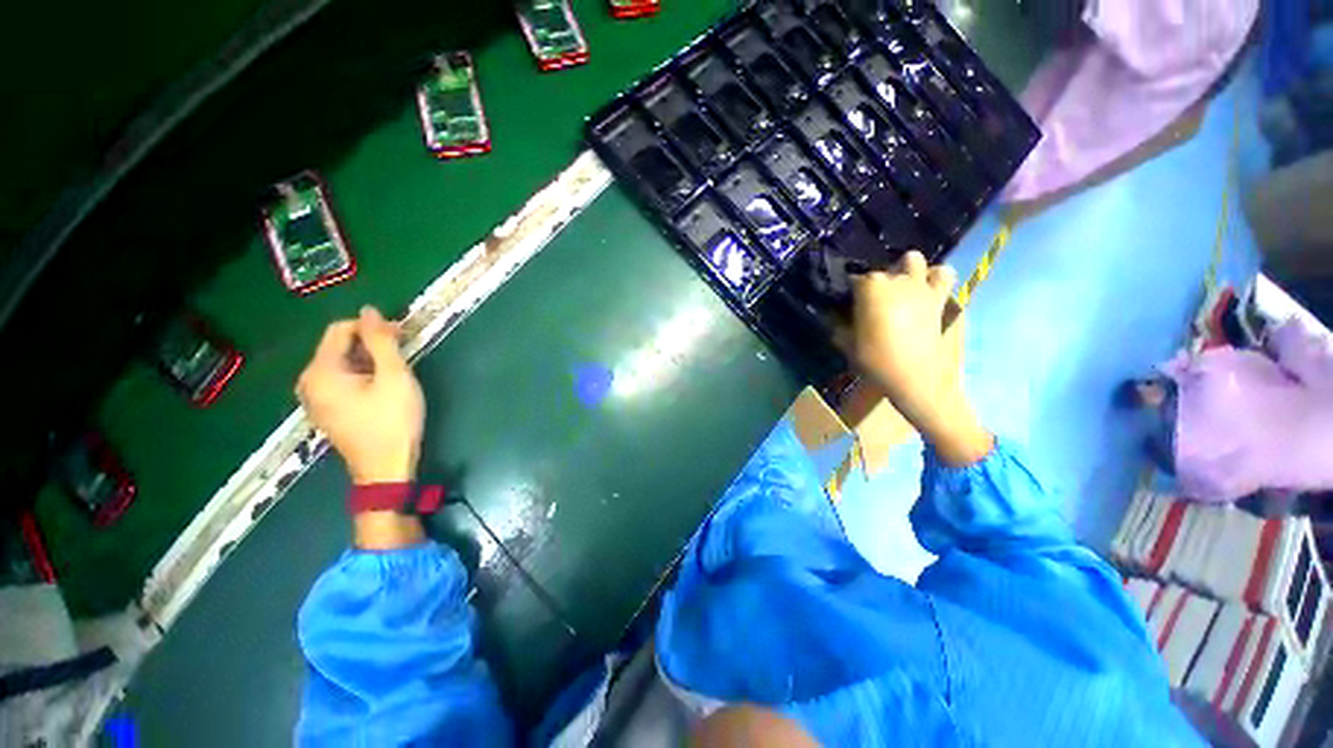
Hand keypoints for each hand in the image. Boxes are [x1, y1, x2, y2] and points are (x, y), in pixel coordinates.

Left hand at [296, 307, 424, 484]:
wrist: (385, 468)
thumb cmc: (393, 421)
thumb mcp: (394, 377)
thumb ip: (381, 341)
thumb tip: (369, 310)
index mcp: (321, 371)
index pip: (340, 329)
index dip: (372, 326)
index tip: (402, 335)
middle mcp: (309, 382)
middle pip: (338, 346)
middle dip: (370, 344)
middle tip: (403, 353)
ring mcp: (315, 398)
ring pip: (341, 364)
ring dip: (369, 360)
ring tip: (396, 372)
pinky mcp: (326, 411)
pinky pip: (341, 380)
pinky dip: (362, 375)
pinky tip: (382, 388)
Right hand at [843, 251, 991, 465]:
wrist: (915, 377)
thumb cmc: (876, 360)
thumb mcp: (846, 344)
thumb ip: (837, 326)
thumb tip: (830, 317)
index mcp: (870, 288)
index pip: (853, 280)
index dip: (848, 292)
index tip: (844, 305)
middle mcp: (896, 279)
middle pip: (880, 270)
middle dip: (873, 282)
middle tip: (869, 302)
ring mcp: (920, 286)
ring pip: (913, 260)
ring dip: (904, 269)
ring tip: (898, 287)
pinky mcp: (938, 298)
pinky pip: (943, 275)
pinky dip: (933, 278)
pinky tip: (923, 290)